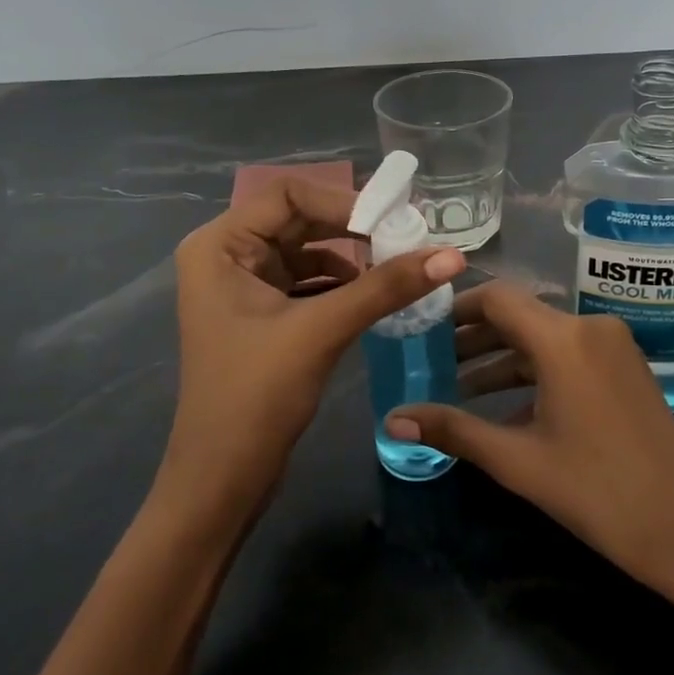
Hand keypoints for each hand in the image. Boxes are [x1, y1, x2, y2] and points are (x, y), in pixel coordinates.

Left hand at [163, 177, 463, 517]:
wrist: (222, 480)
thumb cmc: (256, 397)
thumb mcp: (322, 331)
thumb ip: (386, 287)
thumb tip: (453, 255)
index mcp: (220, 245)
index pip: (288, 194)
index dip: (343, 200)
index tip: (394, 221)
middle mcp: (227, 255)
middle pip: (299, 219)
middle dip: (353, 228)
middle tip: (407, 237)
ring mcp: (243, 286)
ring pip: (308, 251)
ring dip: (352, 257)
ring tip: (400, 265)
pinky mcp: (262, 314)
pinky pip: (309, 283)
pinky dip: (343, 285)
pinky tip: (376, 295)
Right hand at [385, 282, 673, 590]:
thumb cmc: (596, 491)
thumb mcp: (517, 460)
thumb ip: (453, 430)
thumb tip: (392, 421)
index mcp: (564, 339)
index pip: (498, 299)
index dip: (456, 309)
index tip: (422, 329)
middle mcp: (589, 327)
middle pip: (519, 315)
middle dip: (473, 337)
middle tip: (430, 360)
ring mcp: (612, 346)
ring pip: (542, 337)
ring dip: (501, 358)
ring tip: (457, 386)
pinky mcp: (624, 367)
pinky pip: (567, 354)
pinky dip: (533, 371)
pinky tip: (503, 406)